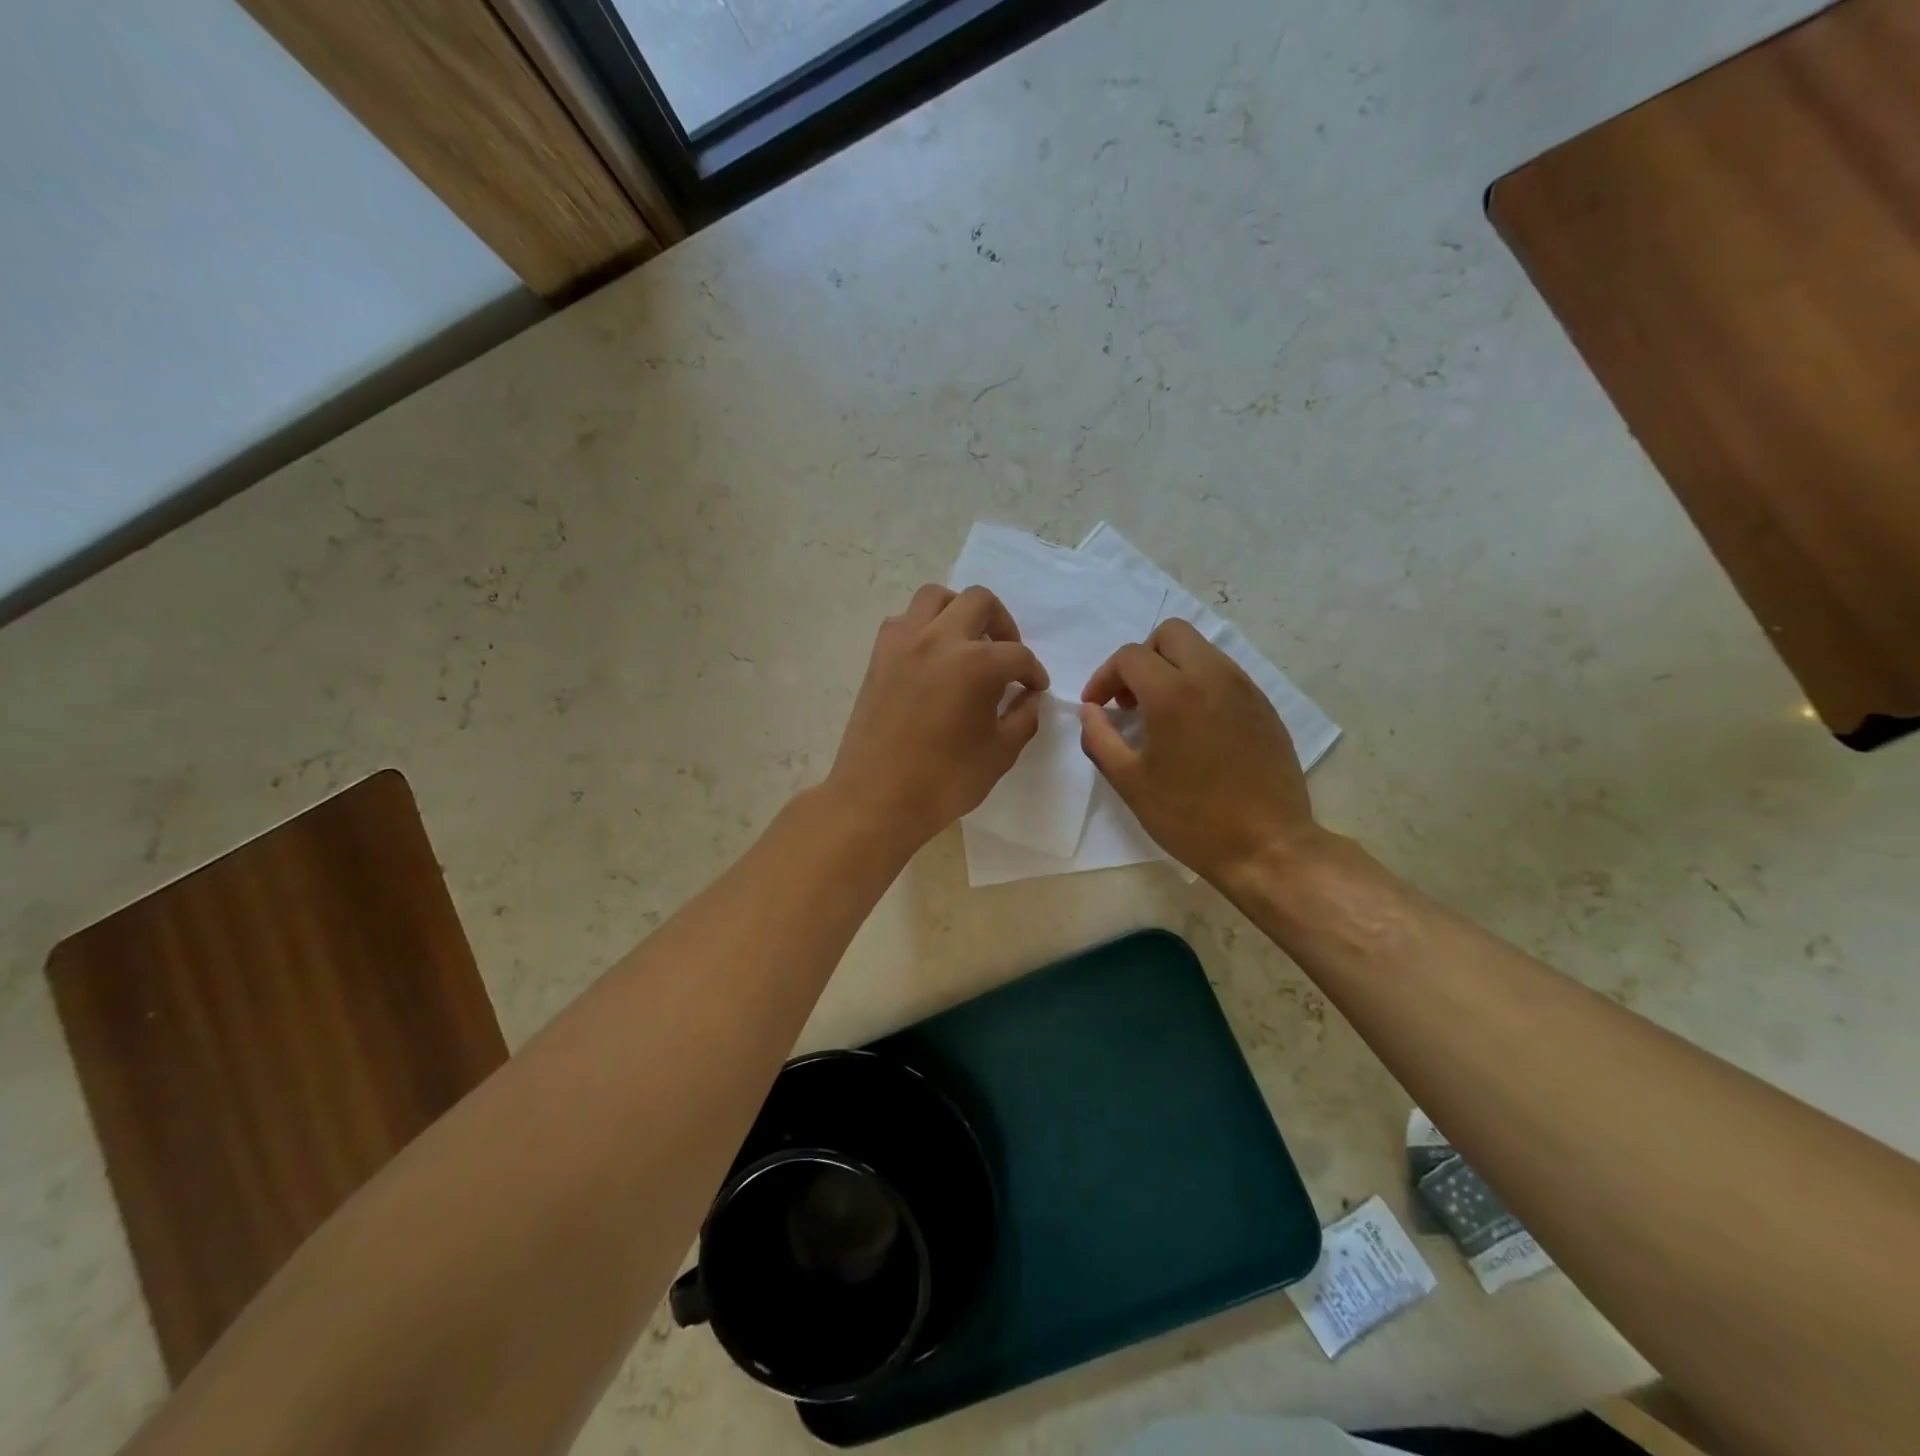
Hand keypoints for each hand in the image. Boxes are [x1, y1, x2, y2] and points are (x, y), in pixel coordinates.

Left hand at [825, 585, 1048, 853]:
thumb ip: (1023, 717)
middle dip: (1002, 624)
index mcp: (976, 664)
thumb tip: (1028, 697)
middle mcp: (939, 639)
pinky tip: (932, 657)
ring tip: (967, 643)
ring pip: (935, 597)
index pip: (1017, 655)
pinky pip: (904, 620)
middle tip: (1006, 655)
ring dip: (959, 611)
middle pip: (979, 602)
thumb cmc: (945, 781)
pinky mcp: (879, 656)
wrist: (877, 798)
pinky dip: (924, 627)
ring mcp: (903, 643)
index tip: (1034, 688)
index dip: (1033, 672)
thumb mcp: (1000, 753)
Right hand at [1079, 619, 1320, 884]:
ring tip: (1160, 715)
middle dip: (1141, 658)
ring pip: (1201, 650)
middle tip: (1130, 700)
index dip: (1104, 677)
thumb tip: (1089, 711)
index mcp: (1174, 693)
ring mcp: (1244, 688)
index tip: (1097, 707)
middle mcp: (1212, 676)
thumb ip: (1099, 738)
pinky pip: (1224, 674)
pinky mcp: (1264, 706)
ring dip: (1172, 669)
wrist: (1268, 846)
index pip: (1130, 656)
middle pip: (1171, 634)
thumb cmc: (1190, 817)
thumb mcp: (1130, 782)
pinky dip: (1199, 684)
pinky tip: (1193, 728)